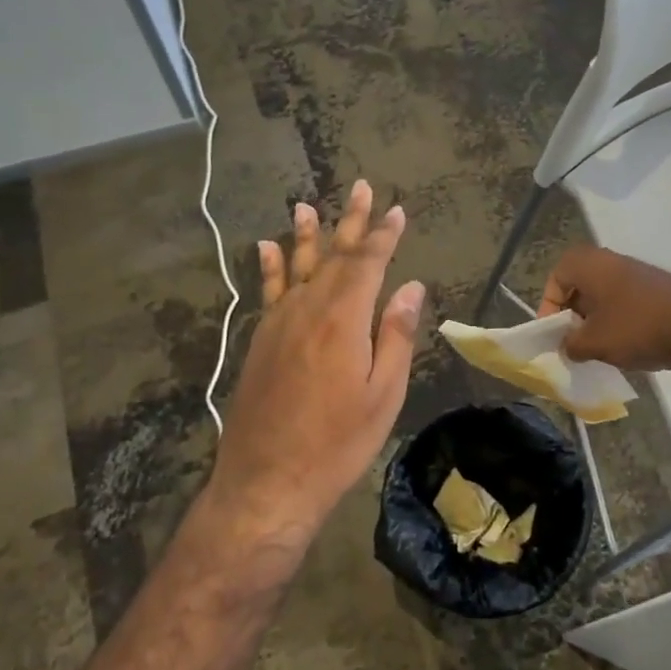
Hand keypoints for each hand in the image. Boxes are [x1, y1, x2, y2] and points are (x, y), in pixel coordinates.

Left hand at [208, 181, 424, 538]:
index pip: (368, 264)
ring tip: (306, 205)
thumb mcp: (383, 394)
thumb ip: (396, 335)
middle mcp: (307, 310)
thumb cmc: (337, 442)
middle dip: (350, 222)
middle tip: (362, 188)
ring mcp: (277, 324)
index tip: (398, 211)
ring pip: (295, 267)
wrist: (267, 480)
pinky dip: (269, 267)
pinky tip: (265, 248)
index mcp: (343, 320)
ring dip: (305, 235)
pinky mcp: (259, 341)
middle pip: (333, 256)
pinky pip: (267, 292)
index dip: (384, 236)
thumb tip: (411, 287)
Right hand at [537, 246, 670, 371]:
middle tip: (572, 341)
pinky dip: (618, 322)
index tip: (554, 332)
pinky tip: (625, 348)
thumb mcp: (593, 343)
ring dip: (596, 321)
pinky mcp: (658, 290)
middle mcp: (612, 261)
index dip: (549, 305)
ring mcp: (638, 274)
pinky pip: (626, 304)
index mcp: (590, 264)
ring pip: (604, 296)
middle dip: (573, 315)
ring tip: (597, 349)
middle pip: (580, 285)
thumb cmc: (636, 329)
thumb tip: (567, 345)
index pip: (556, 277)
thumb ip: (570, 344)